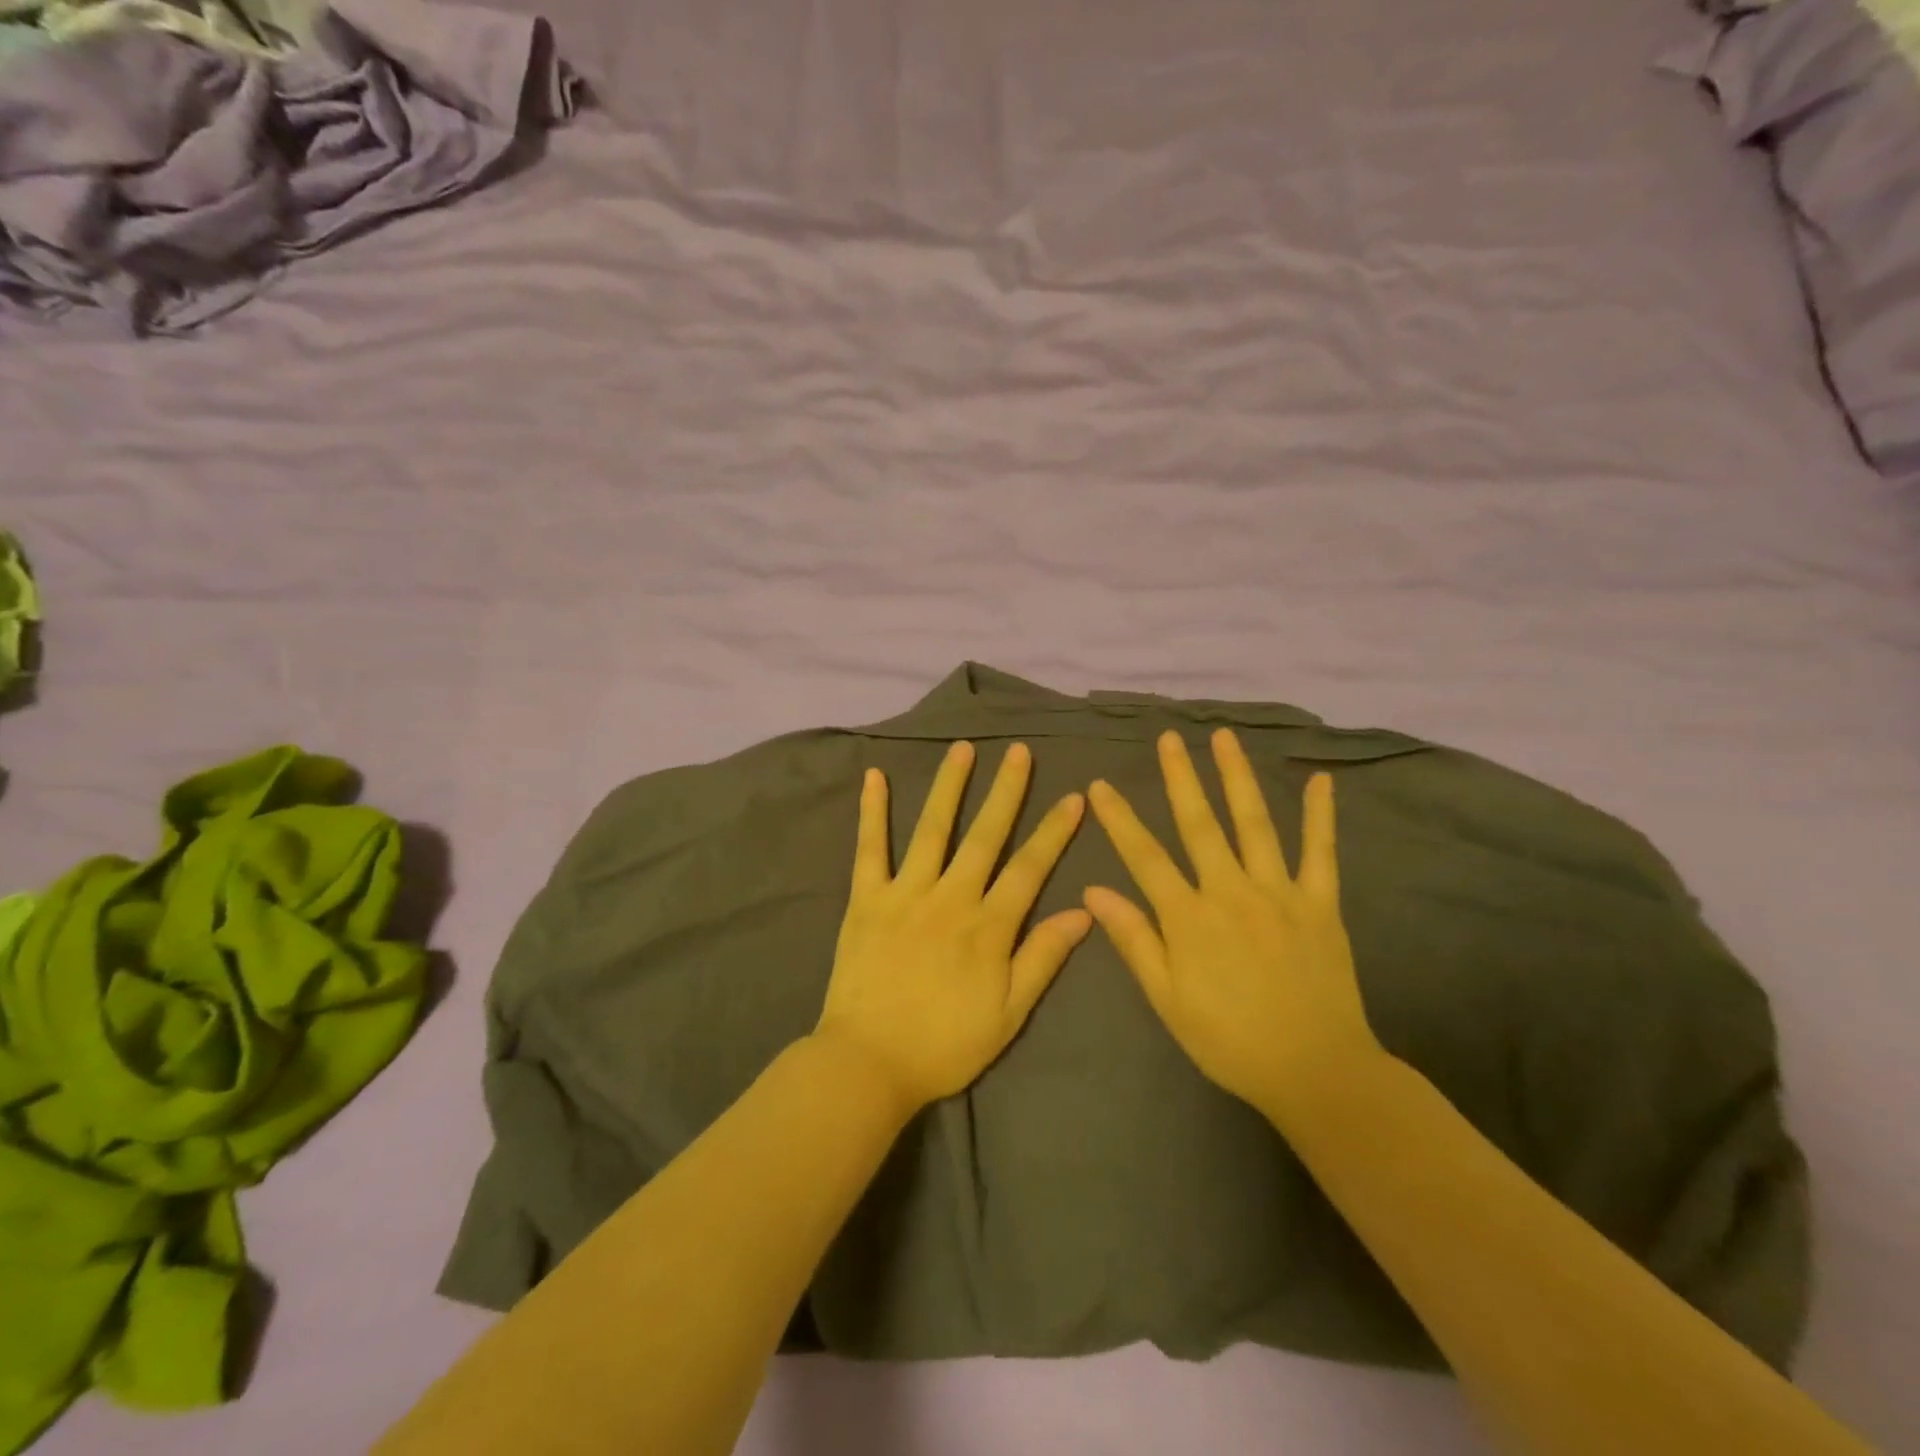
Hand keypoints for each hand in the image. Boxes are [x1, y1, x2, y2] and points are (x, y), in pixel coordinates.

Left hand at [815, 740, 1091, 1110]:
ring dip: (949, 787)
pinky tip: (874, 776)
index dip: (1053, 832)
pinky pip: (870, 848)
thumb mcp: (1008, 1014)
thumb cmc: (945, 1045)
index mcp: (988, 927)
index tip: (1073, 797)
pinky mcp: (866, 899)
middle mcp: (951, 898)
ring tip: (962, 749)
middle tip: (1019, 752)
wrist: (869, 1063)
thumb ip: (1043, 958)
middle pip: (985, 836)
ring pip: (932, 830)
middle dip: (1006, 792)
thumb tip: (1083, 911)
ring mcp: (905, 893)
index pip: (1030, 868)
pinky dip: (872, 812)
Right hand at [1083, 728, 1381, 1124]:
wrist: (1315, 1071)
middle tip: (1168, 738)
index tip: (1101, 785)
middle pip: (1199, 824)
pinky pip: (1321, 853)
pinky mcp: (1321, 904)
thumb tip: (1093, 891)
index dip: (1119, 818)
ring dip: (1236, 778)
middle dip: (1180, 778)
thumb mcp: (1167, 999)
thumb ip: (1133, 940)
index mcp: (1189, 918)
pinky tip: (1319, 780)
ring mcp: (1280, 893)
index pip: (1144, 856)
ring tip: (1224, 738)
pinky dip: (1319, 815)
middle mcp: (1231, 892)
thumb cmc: (1229, 1040)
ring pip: (1254, 824)